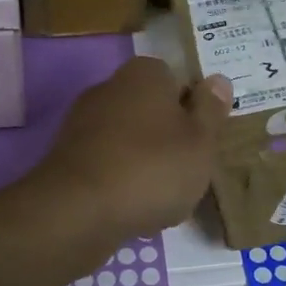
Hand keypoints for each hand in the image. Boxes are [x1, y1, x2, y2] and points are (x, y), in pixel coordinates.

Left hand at [28, 57, 231, 242]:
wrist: (78, 212)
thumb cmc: (152, 168)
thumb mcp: (200, 141)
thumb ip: (211, 110)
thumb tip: (218, 80)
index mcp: (144, 74)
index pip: (176, 79)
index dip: (193, 108)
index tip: (204, 140)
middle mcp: (109, 87)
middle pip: (151, 110)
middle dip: (168, 137)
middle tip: (189, 170)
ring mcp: (83, 122)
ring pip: (129, 139)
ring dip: (145, 162)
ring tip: (163, 197)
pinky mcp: (67, 158)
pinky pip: (107, 164)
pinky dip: (121, 181)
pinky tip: (132, 208)